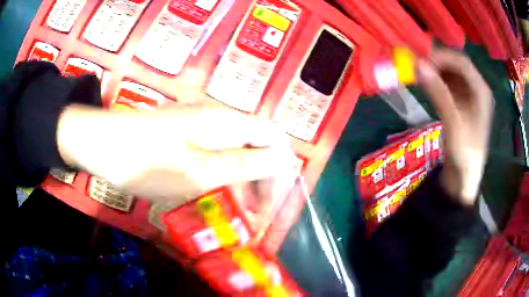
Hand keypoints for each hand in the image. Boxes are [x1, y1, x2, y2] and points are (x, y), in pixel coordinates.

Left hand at [57, 101, 294, 204]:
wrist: (103, 145)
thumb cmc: (150, 162)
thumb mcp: (201, 171)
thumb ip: (247, 163)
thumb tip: (285, 160)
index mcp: (228, 122)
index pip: (274, 138)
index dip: (279, 169)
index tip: (269, 202)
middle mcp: (218, 118)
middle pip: (256, 144)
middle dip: (261, 178)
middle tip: (253, 214)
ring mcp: (199, 124)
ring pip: (235, 149)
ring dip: (241, 178)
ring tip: (234, 209)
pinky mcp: (184, 133)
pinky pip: (215, 151)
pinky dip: (221, 173)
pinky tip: (211, 190)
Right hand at [419, 50, 493, 204]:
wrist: (464, 176)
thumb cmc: (465, 153)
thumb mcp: (454, 123)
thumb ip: (439, 93)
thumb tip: (419, 66)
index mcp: (482, 91)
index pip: (462, 62)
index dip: (442, 58)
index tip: (422, 61)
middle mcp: (477, 89)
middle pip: (456, 65)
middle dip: (437, 63)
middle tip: (418, 66)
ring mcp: (469, 96)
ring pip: (451, 73)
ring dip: (435, 71)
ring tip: (420, 74)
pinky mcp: (461, 103)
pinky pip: (448, 84)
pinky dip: (436, 81)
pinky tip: (427, 84)